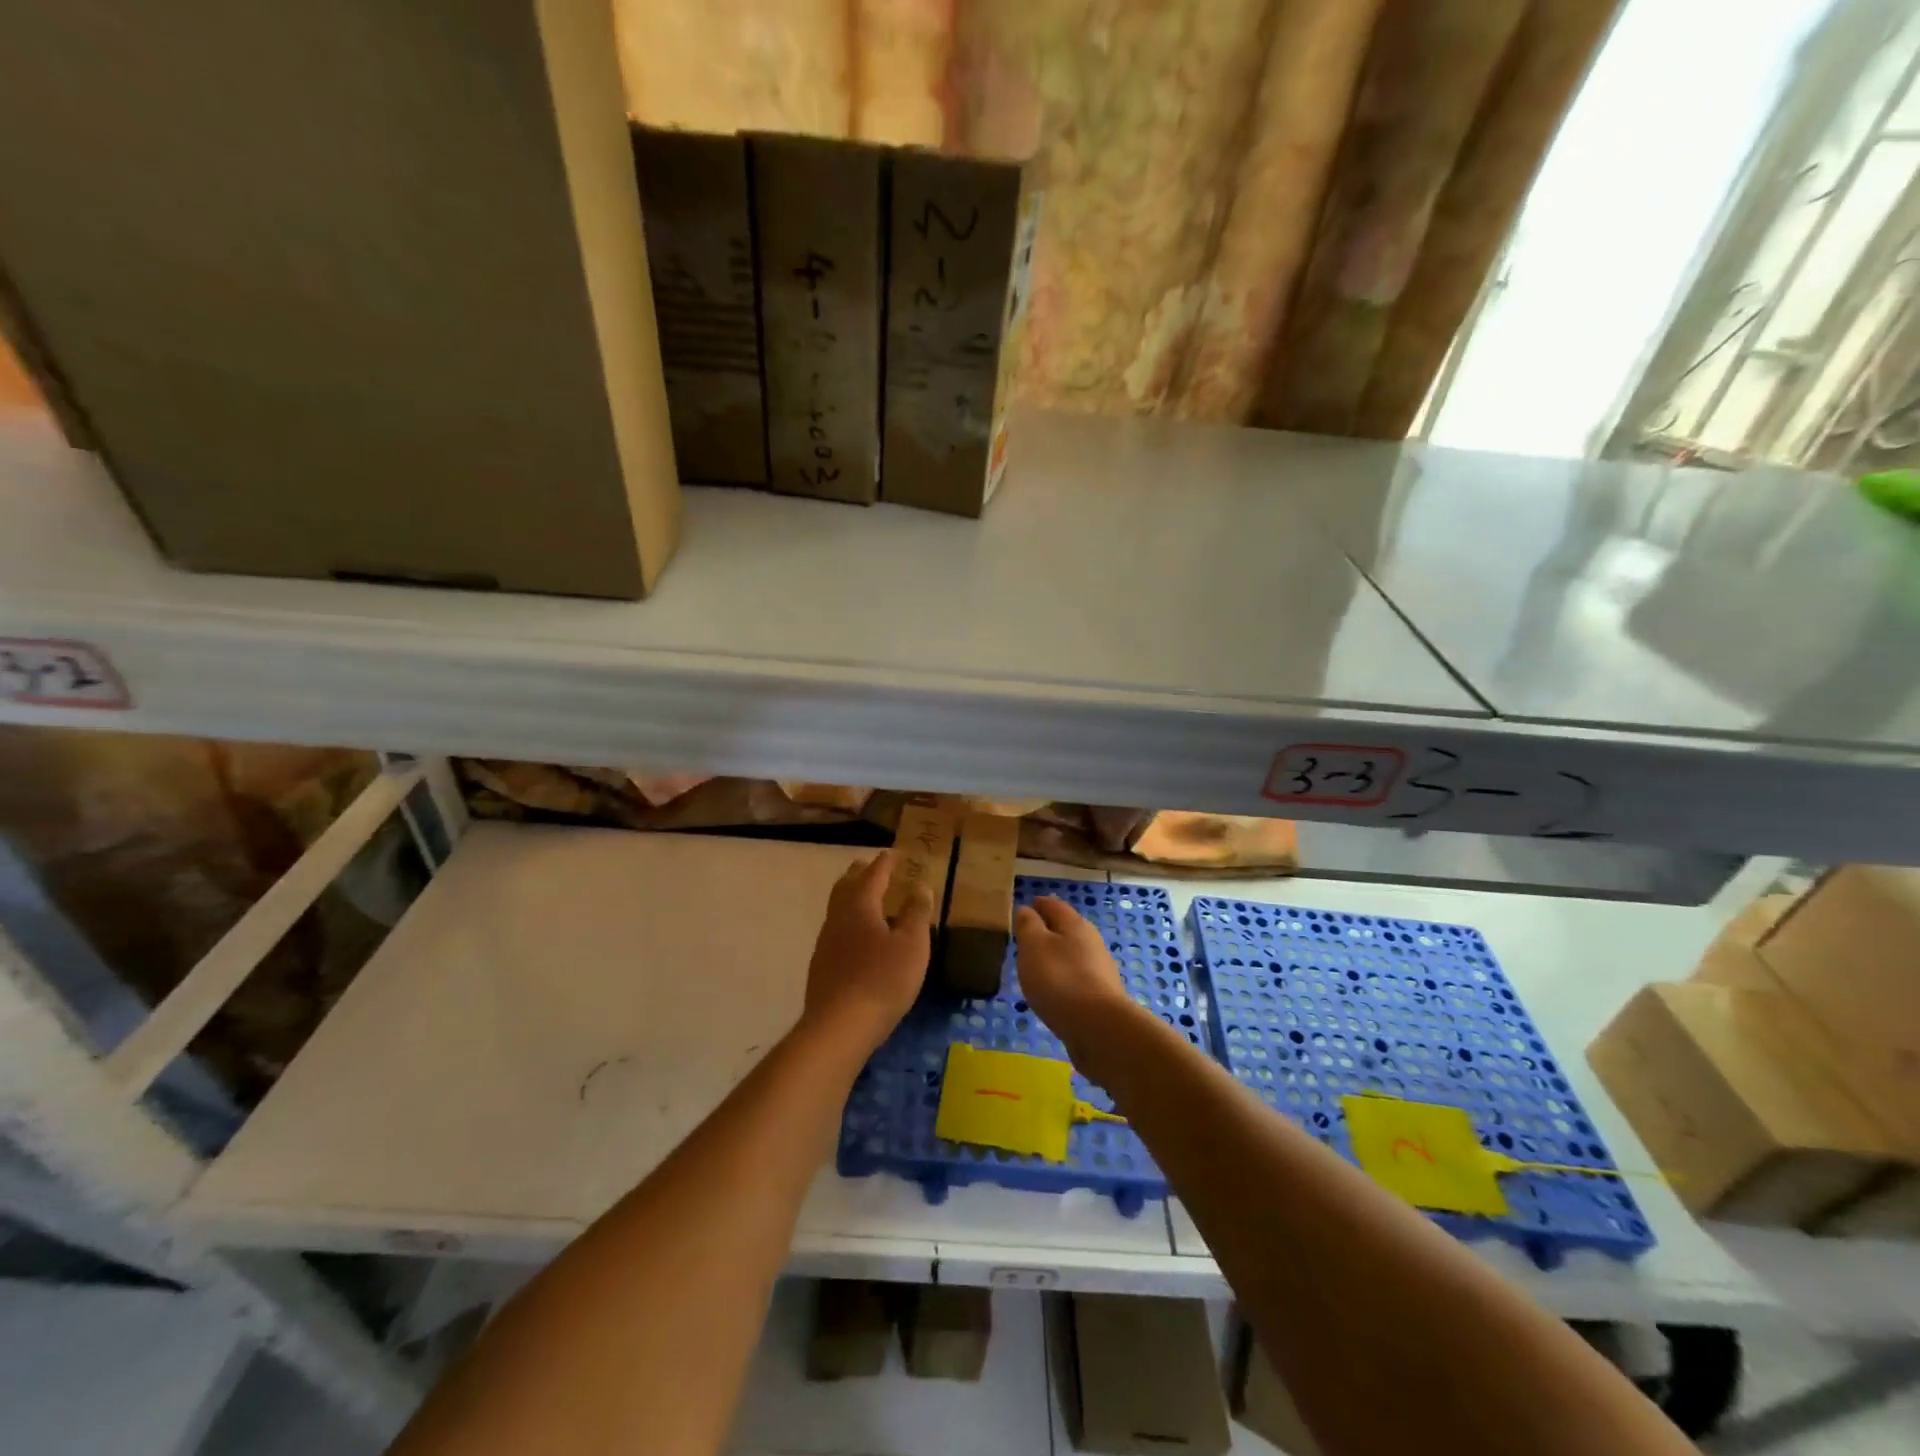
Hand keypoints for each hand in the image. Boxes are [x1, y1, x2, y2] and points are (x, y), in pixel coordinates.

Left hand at [801, 853, 934, 1054]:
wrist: (839, 1026)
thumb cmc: (882, 979)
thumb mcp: (912, 945)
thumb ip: (916, 913)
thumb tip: (920, 885)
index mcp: (860, 905)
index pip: (873, 874)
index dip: (885, 863)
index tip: (893, 853)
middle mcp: (838, 917)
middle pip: (847, 886)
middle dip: (860, 874)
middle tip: (873, 867)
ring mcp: (826, 942)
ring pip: (838, 908)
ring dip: (852, 897)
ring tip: (867, 900)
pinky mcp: (822, 965)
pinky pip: (837, 930)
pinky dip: (849, 922)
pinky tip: (858, 938)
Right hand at [1014, 896, 1137, 1065]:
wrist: (1098, 1028)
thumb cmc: (1060, 979)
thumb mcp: (1034, 946)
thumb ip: (1028, 925)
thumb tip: (1026, 909)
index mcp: (1075, 924)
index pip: (1054, 905)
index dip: (1038, 904)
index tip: (1024, 905)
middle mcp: (1091, 942)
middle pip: (1066, 929)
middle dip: (1047, 929)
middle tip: (1026, 936)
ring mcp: (1099, 970)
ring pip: (1072, 954)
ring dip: (1055, 956)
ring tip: (1035, 964)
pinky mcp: (1100, 996)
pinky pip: (1076, 978)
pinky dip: (1062, 978)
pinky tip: (1052, 990)